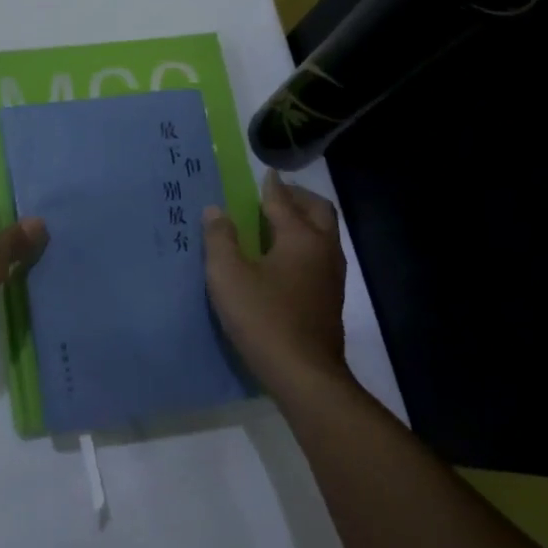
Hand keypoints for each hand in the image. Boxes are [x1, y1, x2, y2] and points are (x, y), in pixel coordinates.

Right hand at [202, 171, 350, 395]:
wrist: (304, 375)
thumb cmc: (263, 318)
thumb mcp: (228, 276)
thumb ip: (220, 239)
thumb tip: (215, 211)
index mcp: (301, 238)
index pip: (283, 201)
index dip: (271, 186)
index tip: (265, 173)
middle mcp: (323, 250)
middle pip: (318, 211)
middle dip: (298, 198)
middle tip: (275, 194)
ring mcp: (331, 276)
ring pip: (323, 235)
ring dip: (304, 221)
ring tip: (277, 222)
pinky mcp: (329, 299)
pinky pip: (320, 256)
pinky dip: (304, 244)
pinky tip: (284, 258)